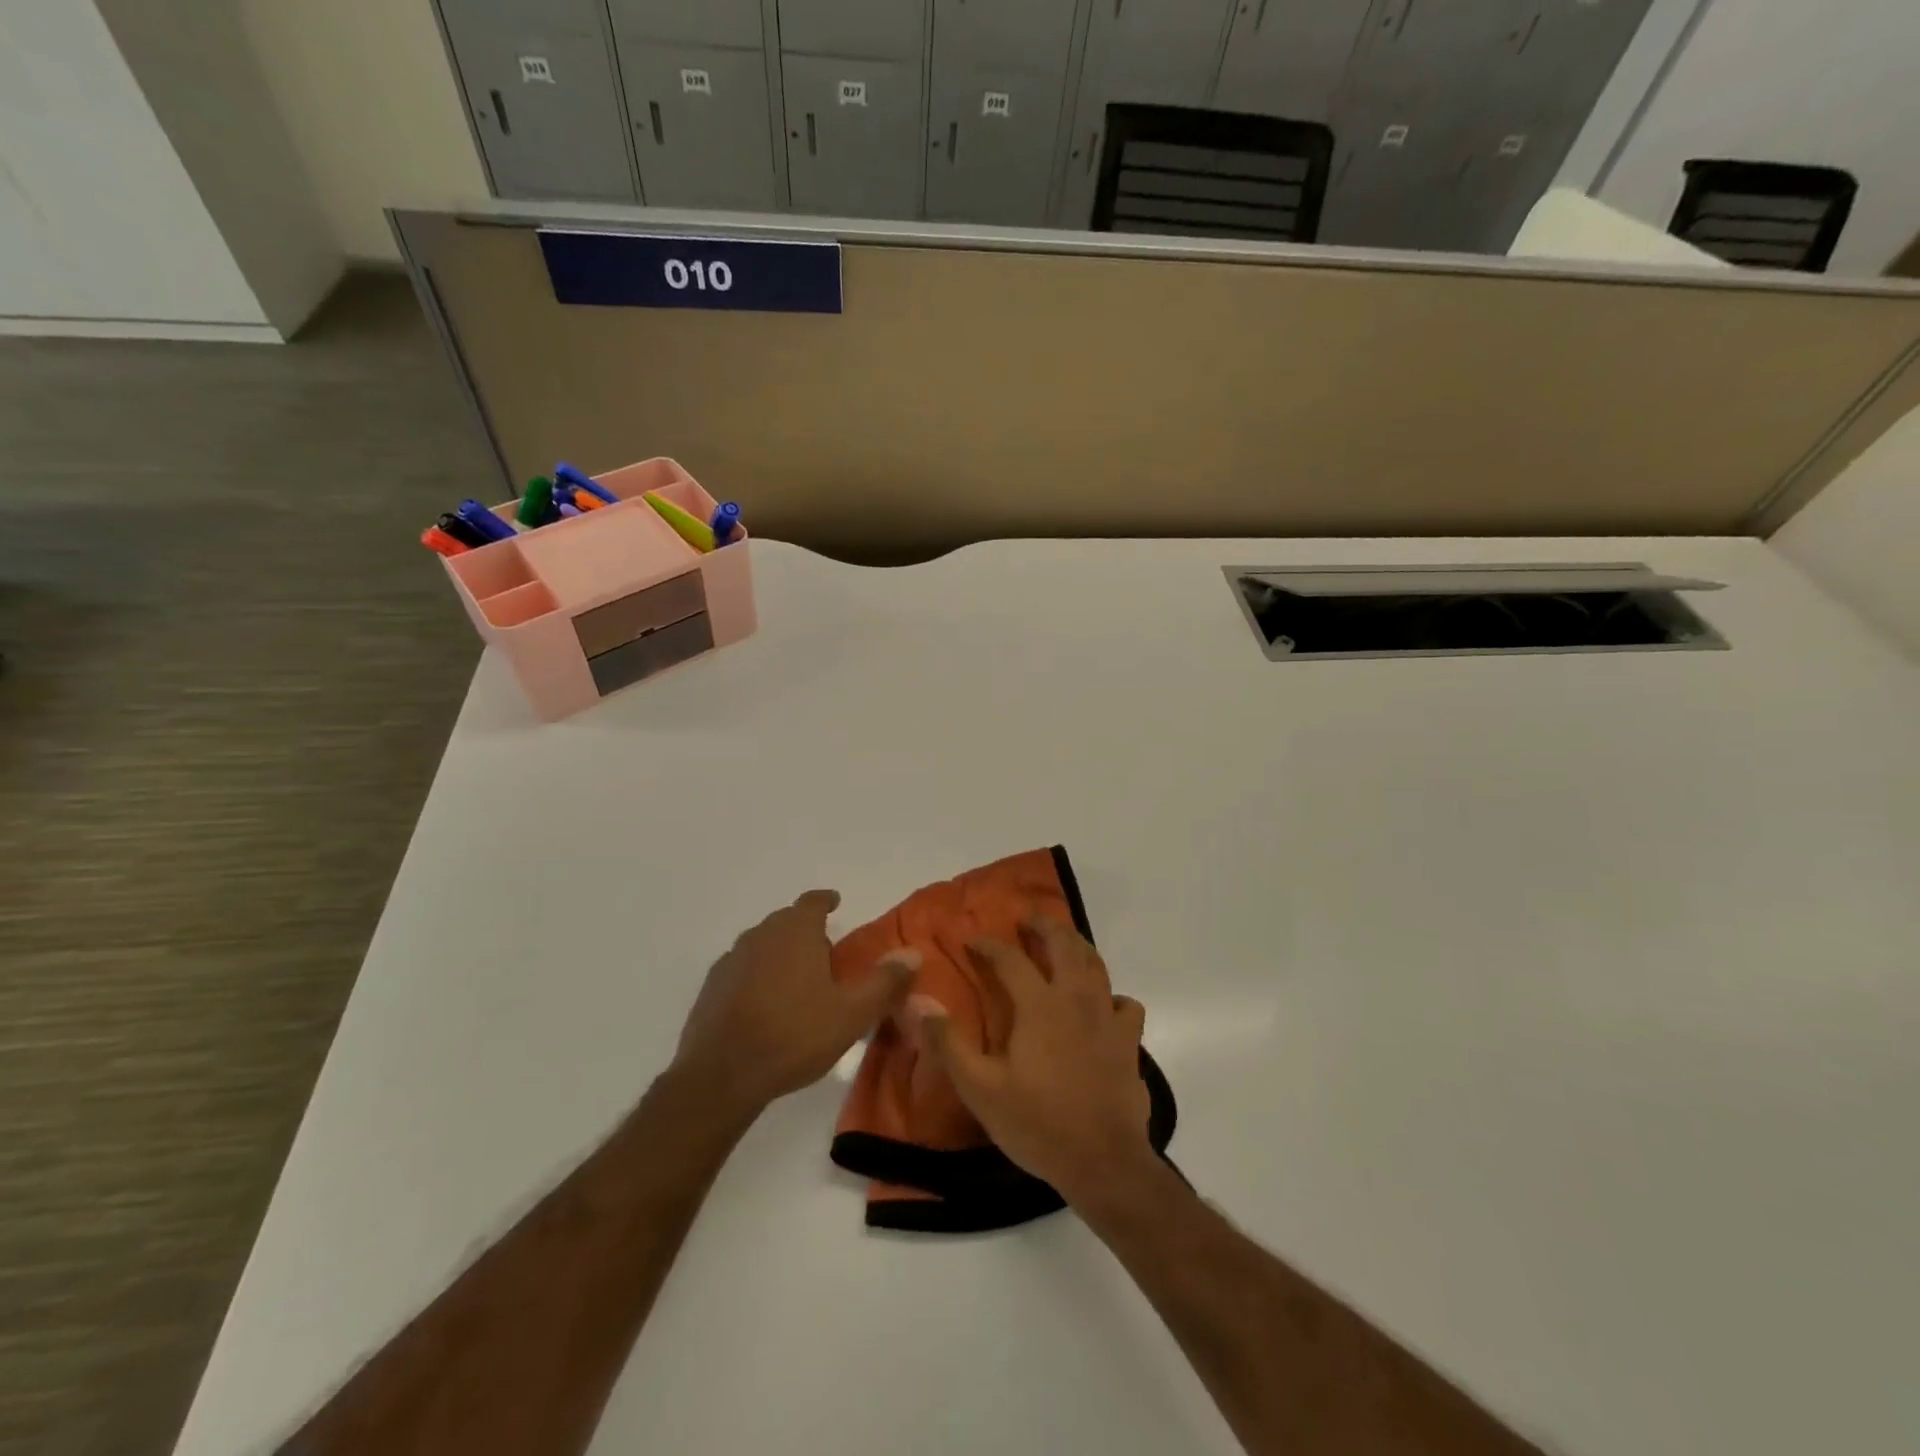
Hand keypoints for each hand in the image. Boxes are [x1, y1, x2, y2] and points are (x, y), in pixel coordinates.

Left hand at [674, 890, 916, 1119]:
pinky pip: (742, 969)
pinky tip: (764, 1004)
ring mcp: (732, 959)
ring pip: (763, 944)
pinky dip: (757, 976)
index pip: (813, 901)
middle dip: (807, 931)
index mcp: (796, 931)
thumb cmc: (794, 1036)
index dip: (826, 901)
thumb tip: (914, 953)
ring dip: (781, 954)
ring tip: (797, 982)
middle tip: (827, 957)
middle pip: (787, 921)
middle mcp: (761, 935)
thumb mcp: (852, 1013)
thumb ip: (885, 981)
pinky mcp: (712, 986)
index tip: (836, 904)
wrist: (721, 1076)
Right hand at [914, 917, 1152, 1207]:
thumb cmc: (1037, 1123)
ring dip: (1077, 946)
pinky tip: (1102, 1005)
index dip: (989, 945)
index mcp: (1039, 1005)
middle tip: (1028, 919)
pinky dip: (1111, 995)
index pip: (1010, 959)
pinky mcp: (1129, 1041)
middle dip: (1044, 925)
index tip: (972, 939)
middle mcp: (1075, 999)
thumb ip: (948, 1043)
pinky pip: (1124, 1003)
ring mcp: (1107, 1018)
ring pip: (1096, 965)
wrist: (1103, 1161)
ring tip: (1064, 944)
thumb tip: (919, 1002)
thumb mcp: (981, 1089)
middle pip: (1063, 944)